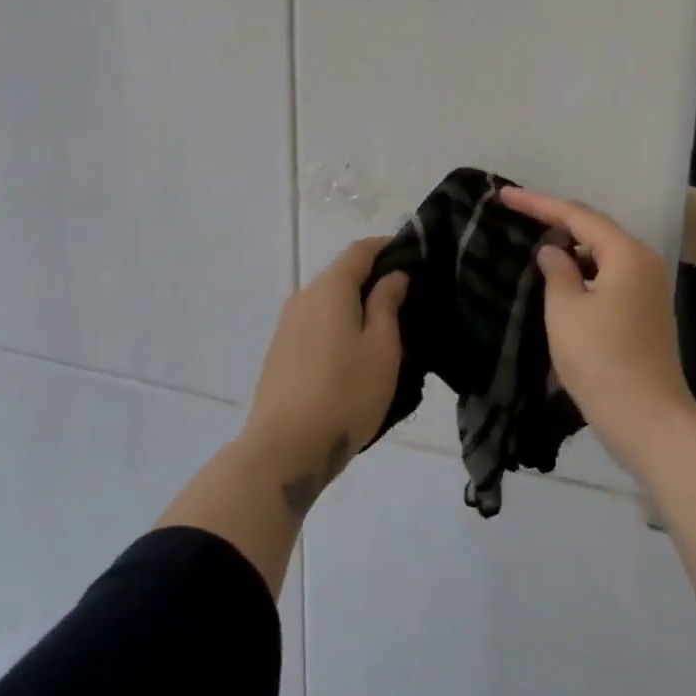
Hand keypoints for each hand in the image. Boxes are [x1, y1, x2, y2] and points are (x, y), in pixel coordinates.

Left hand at [241, 238, 408, 516]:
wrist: (285, 449)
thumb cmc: (345, 394)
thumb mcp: (382, 348)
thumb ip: (387, 304)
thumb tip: (393, 276)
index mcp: (330, 288)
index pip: (360, 251)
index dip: (388, 247)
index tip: (414, 255)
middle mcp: (303, 297)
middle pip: (342, 275)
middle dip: (374, 279)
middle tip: (408, 298)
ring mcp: (287, 325)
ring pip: (328, 302)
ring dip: (356, 306)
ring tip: (386, 330)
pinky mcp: (280, 352)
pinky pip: (316, 324)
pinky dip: (338, 325)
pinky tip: (355, 353)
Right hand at [501, 187, 695, 475]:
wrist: (648, 420)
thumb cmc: (601, 360)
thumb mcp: (566, 310)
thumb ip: (556, 270)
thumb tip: (554, 250)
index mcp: (627, 254)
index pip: (577, 216)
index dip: (538, 203)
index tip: (504, 194)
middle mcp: (644, 263)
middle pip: (594, 230)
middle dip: (555, 221)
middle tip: (516, 212)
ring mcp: (648, 289)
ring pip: (602, 255)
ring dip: (569, 248)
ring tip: (533, 240)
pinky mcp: (644, 312)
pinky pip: (608, 277)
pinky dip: (582, 272)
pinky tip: (560, 277)